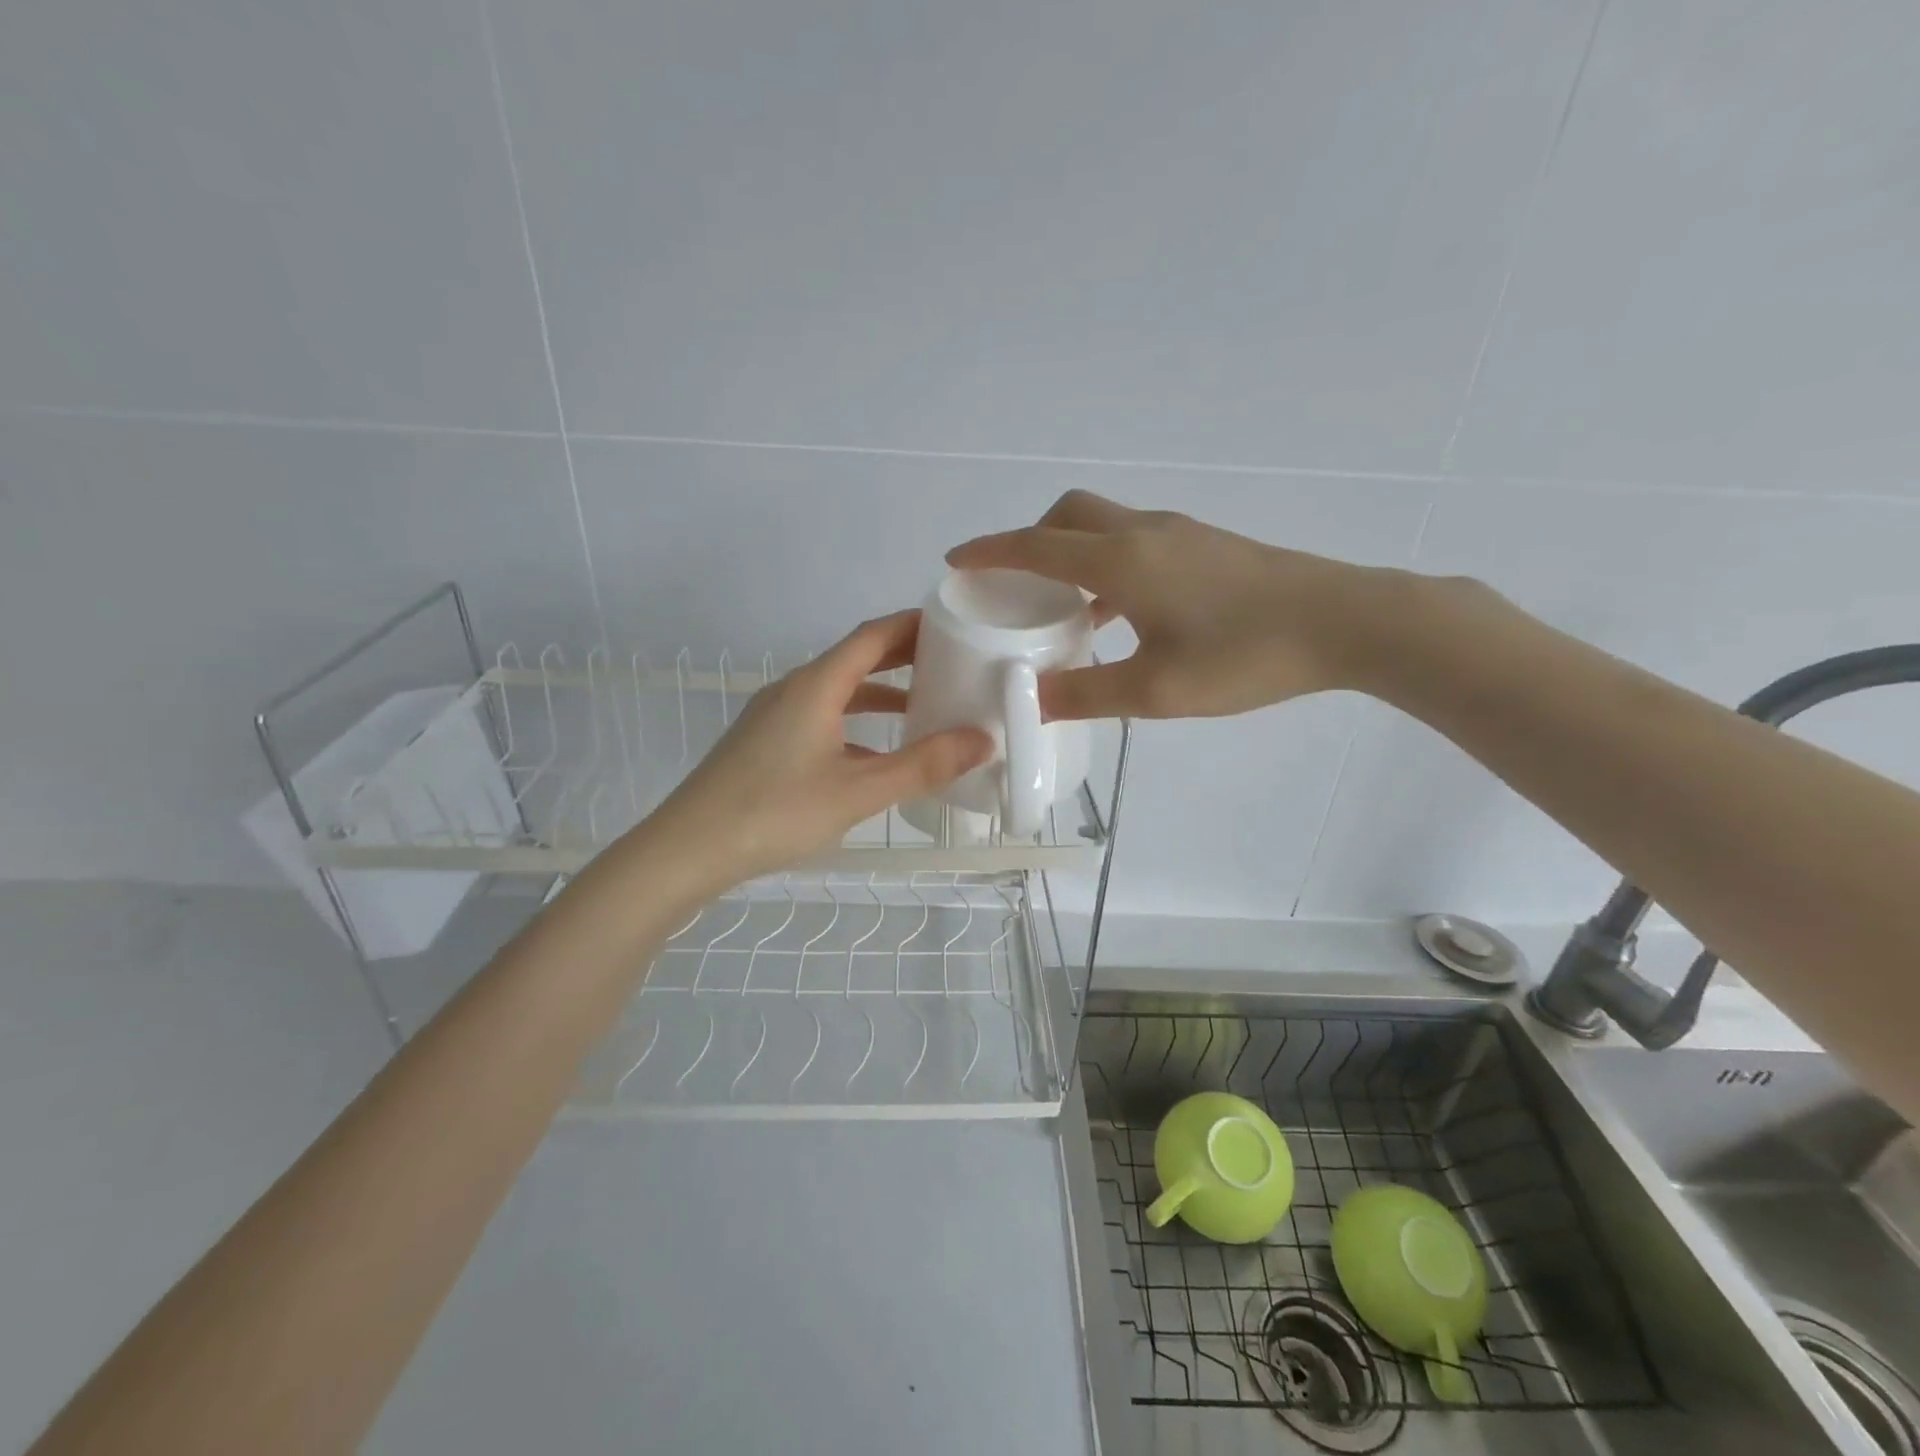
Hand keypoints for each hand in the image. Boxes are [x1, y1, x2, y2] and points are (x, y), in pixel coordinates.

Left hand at [647, 611, 991, 885]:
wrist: (688, 849)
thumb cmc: (775, 812)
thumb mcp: (858, 791)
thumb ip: (922, 766)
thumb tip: (982, 740)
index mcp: (816, 685)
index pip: (872, 636)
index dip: (912, 625)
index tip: (953, 623)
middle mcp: (794, 689)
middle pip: (855, 658)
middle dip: (902, 656)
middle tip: (950, 660)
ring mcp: (775, 716)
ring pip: (838, 691)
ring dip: (879, 692)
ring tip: (923, 705)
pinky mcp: (766, 743)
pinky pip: (822, 717)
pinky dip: (856, 723)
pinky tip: (876, 753)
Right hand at [947, 490, 1389, 719]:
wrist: (1345, 622)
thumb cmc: (1245, 655)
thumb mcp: (1157, 691)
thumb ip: (1086, 694)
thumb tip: (1033, 698)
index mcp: (1121, 561)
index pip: (1036, 546)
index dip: (990, 552)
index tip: (956, 560)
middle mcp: (1143, 534)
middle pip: (1069, 515)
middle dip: (1031, 540)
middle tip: (1018, 586)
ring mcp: (1180, 534)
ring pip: (1105, 526)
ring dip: (1073, 555)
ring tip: (1064, 609)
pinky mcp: (1206, 545)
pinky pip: (1136, 543)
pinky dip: (1108, 566)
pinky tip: (1122, 616)